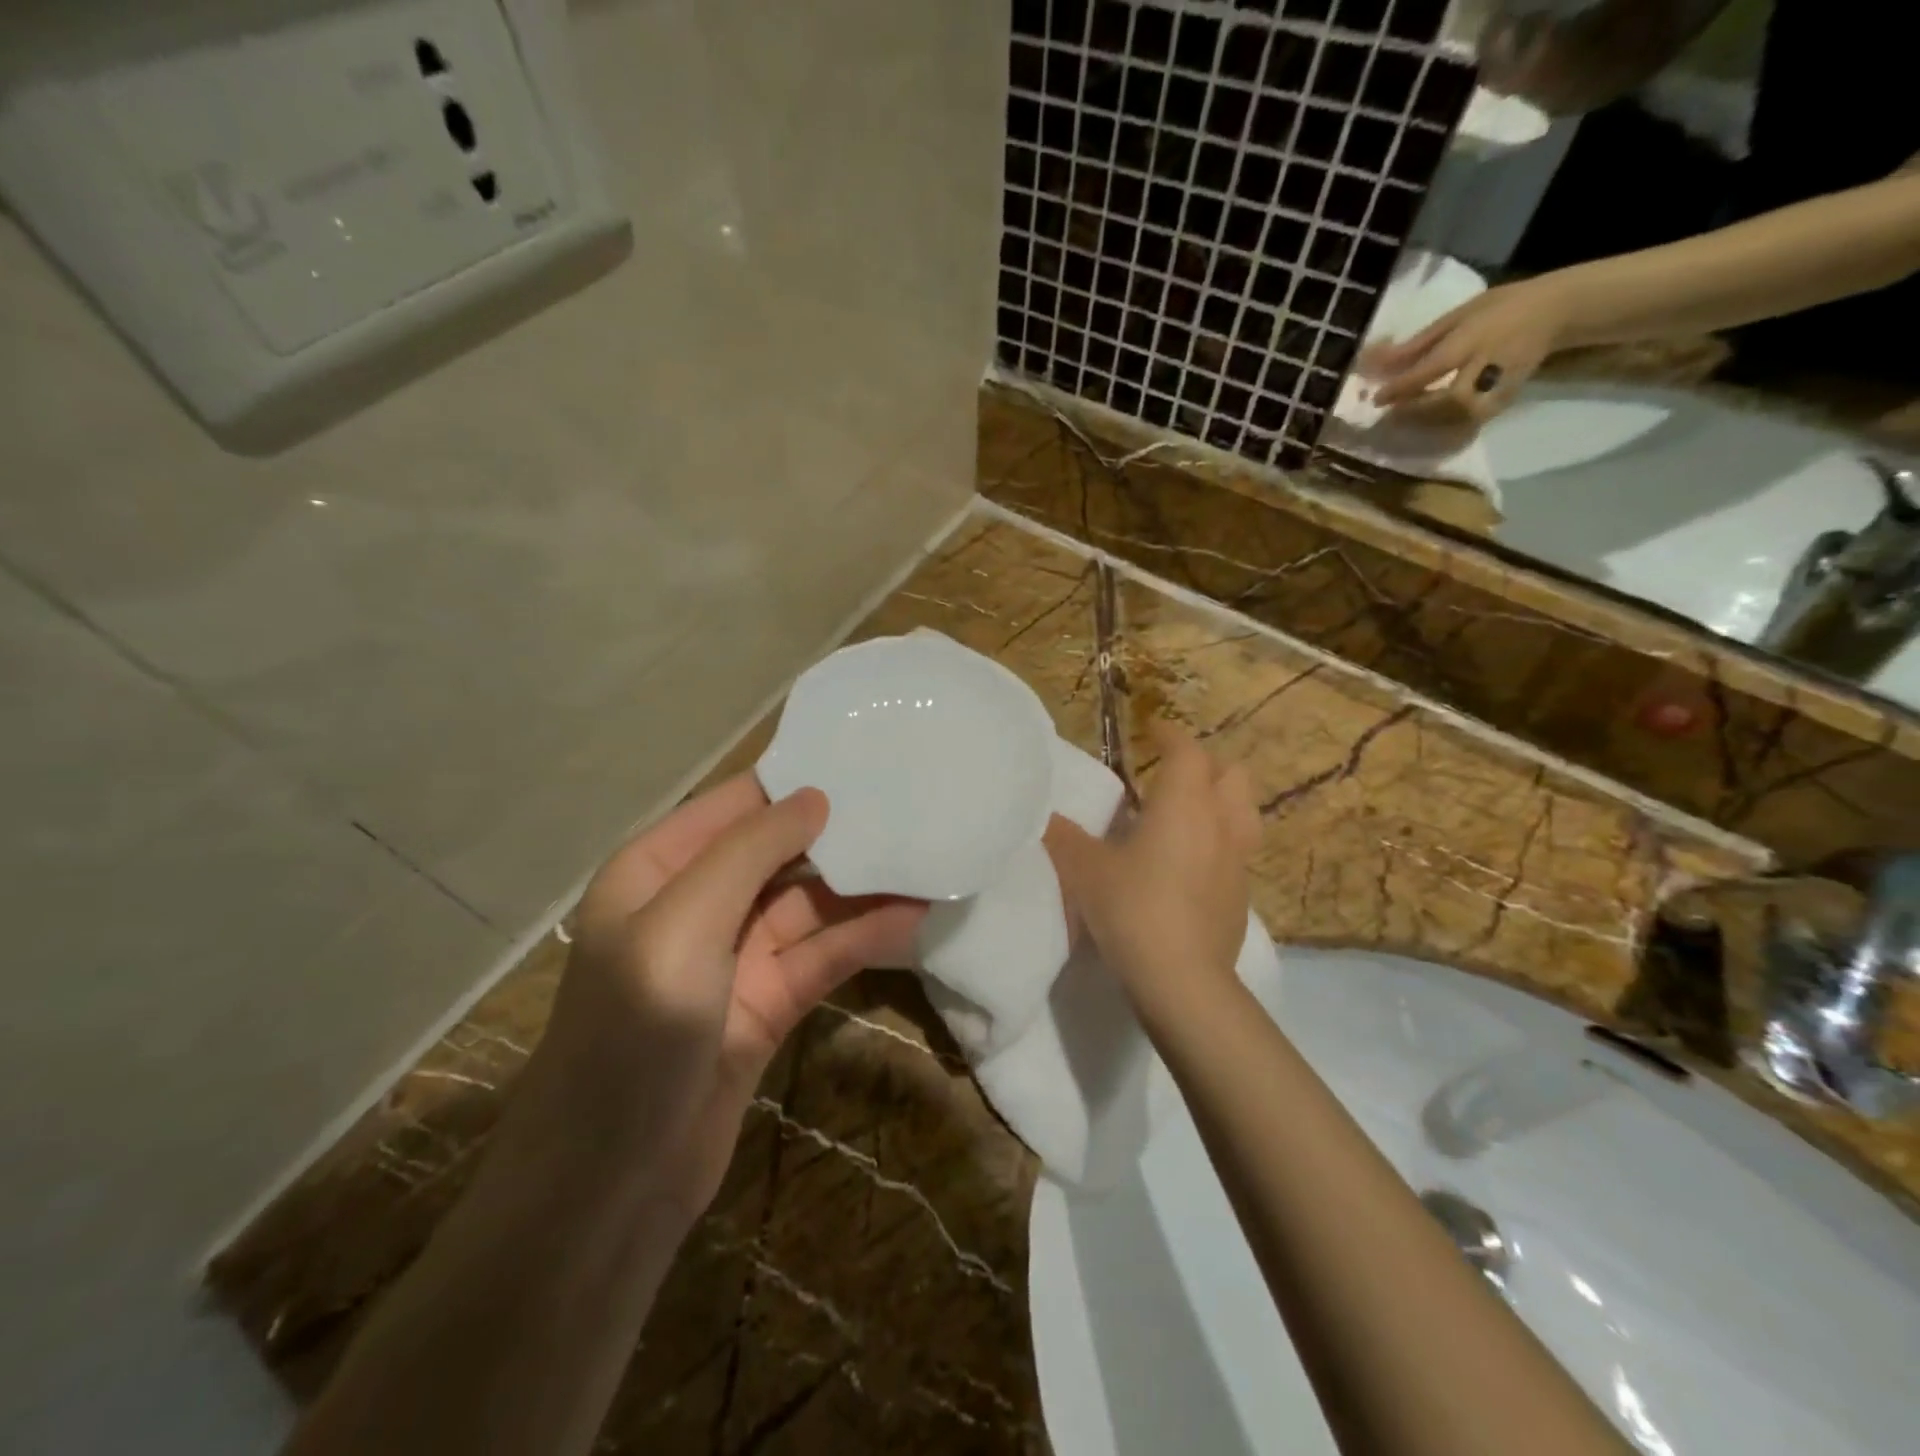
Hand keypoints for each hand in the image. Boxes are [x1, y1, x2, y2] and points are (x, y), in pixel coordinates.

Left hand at [512, 776, 924, 1226]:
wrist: (612, 1183)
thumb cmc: (634, 1029)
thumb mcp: (683, 923)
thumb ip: (750, 852)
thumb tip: (814, 796)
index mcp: (656, 870)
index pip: (733, 807)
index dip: (792, 784)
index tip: (860, 759)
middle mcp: (696, 905)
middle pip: (778, 853)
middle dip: (837, 834)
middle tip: (909, 806)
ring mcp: (735, 957)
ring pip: (809, 906)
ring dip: (863, 889)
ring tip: (926, 862)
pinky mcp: (768, 1003)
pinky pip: (822, 956)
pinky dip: (863, 938)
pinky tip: (912, 919)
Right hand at [1044, 722, 1260, 1012]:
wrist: (1183, 981)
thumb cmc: (1133, 909)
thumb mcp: (1084, 870)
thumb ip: (1063, 836)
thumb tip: (1042, 815)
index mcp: (1183, 805)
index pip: (1187, 751)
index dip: (1170, 734)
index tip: (1151, 728)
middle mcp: (1220, 823)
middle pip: (1232, 774)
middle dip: (1205, 765)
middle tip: (1171, 774)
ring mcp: (1238, 861)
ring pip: (1244, 812)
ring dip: (1221, 801)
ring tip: (1189, 813)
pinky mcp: (1242, 895)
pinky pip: (1238, 851)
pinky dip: (1219, 841)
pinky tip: (1190, 864)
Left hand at [1358, 275, 1576, 424]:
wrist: (1557, 310)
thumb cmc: (1500, 307)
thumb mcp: (1458, 315)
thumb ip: (1418, 343)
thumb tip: (1376, 364)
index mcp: (1475, 337)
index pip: (1433, 368)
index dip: (1402, 387)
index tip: (1377, 398)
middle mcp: (1489, 364)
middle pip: (1451, 398)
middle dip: (1417, 409)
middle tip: (1391, 412)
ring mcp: (1501, 384)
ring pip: (1462, 415)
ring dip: (1428, 422)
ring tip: (1405, 418)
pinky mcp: (1506, 399)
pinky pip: (1473, 421)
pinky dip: (1448, 426)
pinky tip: (1429, 423)